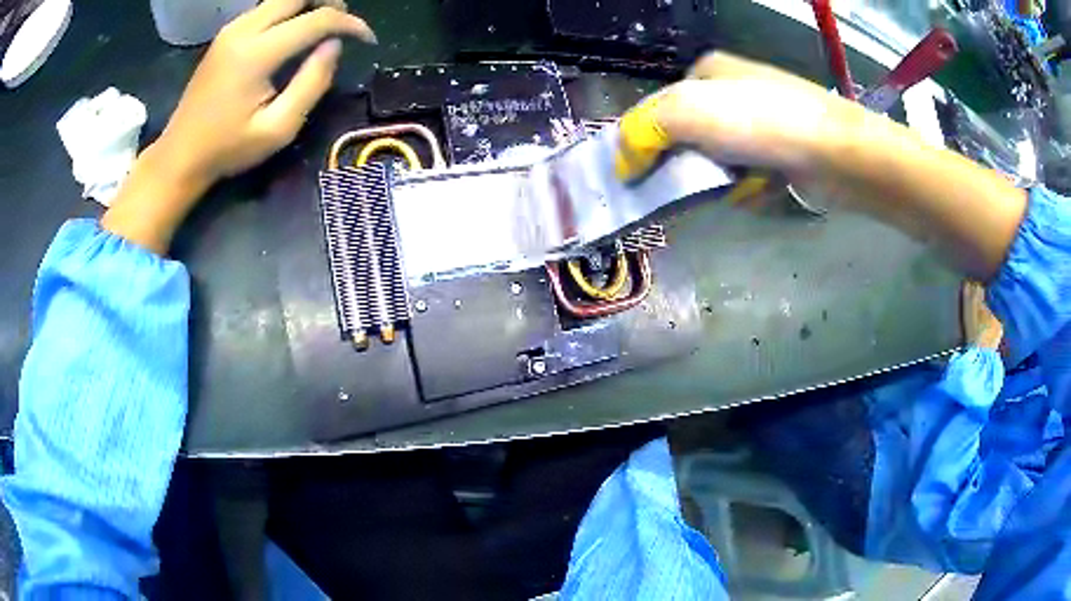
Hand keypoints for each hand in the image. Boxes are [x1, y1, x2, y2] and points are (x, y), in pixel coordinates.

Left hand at [159, 0, 375, 185]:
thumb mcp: (278, 129)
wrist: (179, 156)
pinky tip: (295, 32)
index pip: (316, 19)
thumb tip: (334, 46)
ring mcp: (231, 29)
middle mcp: (243, 30)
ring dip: (308, 5)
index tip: (367, 39)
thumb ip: (312, 83)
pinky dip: (288, 12)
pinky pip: (265, 9)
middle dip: (329, 3)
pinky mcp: (225, 35)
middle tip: (345, 24)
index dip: (349, 23)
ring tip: (325, 27)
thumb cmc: (227, 149)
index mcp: (256, 54)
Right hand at [616, 52, 1026, 281]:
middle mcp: (733, 93)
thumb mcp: (692, 112)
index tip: (635, 177)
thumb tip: (623, 162)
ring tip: (736, 184)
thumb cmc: (766, 123)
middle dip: (685, 165)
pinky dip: (747, 189)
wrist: (842, 156)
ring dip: (718, 180)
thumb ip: (645, 130)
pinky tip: (761, 189)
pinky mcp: (782, 155)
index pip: (656, 108)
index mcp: (707, 73)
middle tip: (688, 185)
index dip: (642, 142)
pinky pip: (746, 177)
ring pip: (715, 161)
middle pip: (686, 137)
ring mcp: (761, 124)